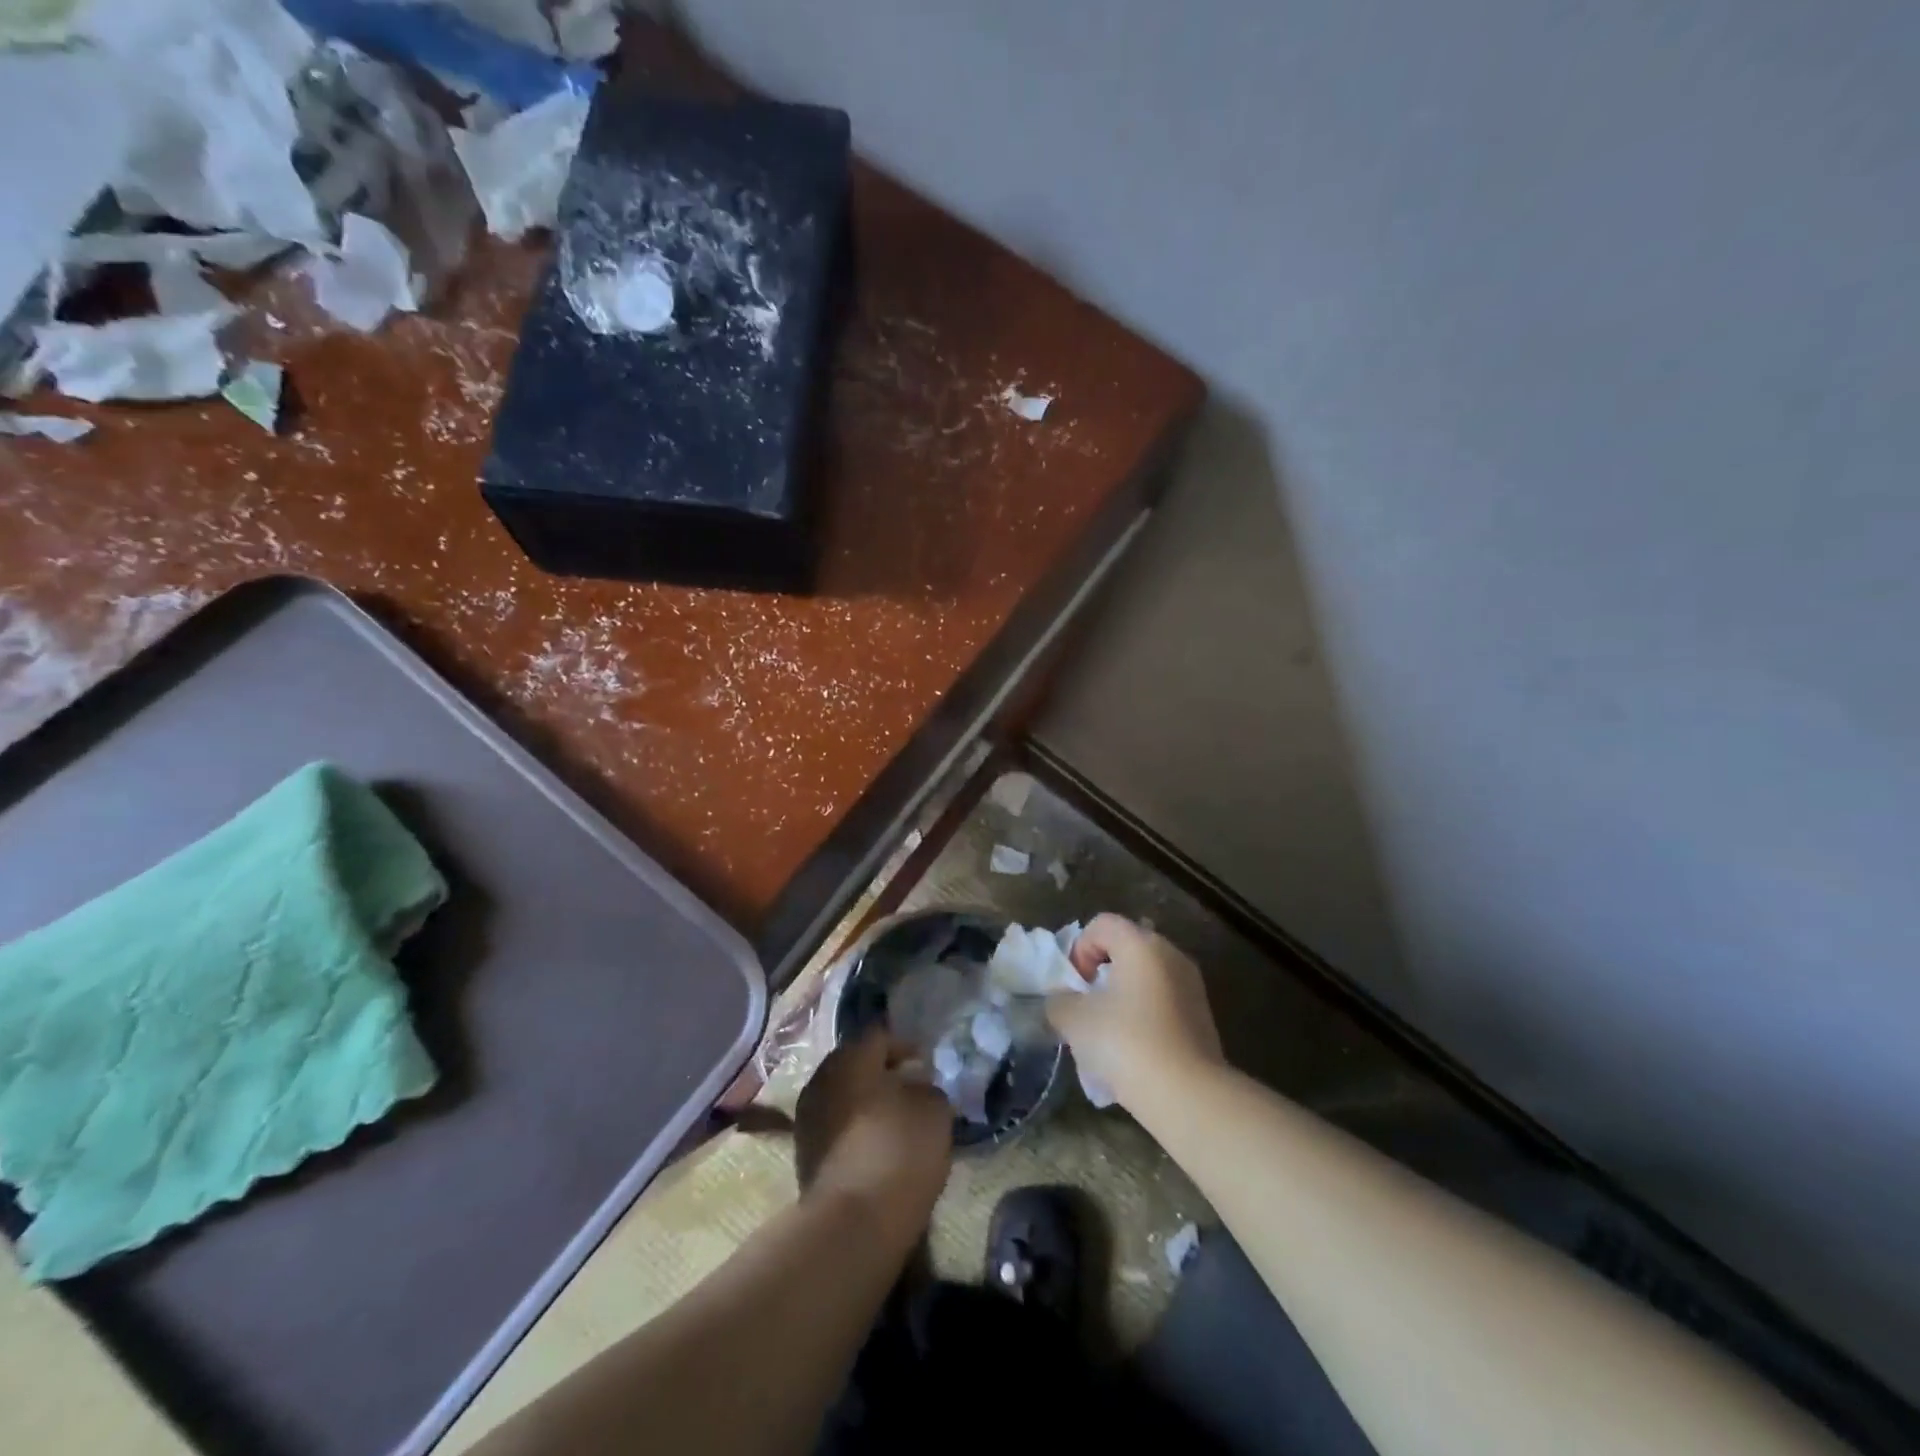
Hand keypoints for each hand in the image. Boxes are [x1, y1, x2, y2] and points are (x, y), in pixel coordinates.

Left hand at [795, 1030, 953, 1241]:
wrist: (852, 1223)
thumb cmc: (898, 1150)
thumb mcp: (934, 1110)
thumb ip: (928, 1088)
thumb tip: (916, 1086)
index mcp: (851, 1057)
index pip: (879, 1035)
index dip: (906, 1045)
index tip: (926, 1064)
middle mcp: (823, 1078)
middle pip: (856, 1064)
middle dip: (883, 1073)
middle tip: (912, 1089)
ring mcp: (808, 1117)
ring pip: (844, 1097)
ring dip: (867, 1103)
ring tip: (896, 1122)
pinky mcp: (805, 1154)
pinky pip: (836, 1127)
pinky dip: (856, 1130)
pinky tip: (878, 1148)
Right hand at [1046, 914, 1224, 1108]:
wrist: (1187, 1095)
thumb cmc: (1126, 1043)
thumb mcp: (1074, 1020)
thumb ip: (1059, 1002)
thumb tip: (1062, 1001)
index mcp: (1141, 944)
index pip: (1101, 924)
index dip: (1079, 949)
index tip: (1074, 987)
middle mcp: (1170, 954)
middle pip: (1125, 948)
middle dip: (1100, 973)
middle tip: (1086, 1007)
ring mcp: (1191, 984)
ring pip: (1144, 977)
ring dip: (1121, 996)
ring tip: (1108, 1033)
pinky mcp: (1202, 1015)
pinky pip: (1162, 1001)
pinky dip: (1143, 1015)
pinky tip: (1134, 1050)